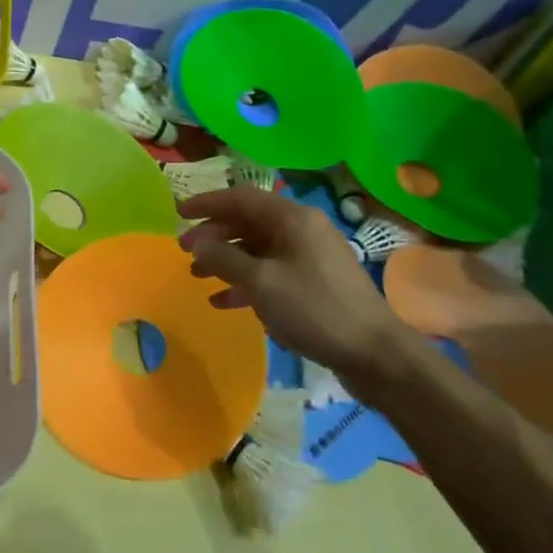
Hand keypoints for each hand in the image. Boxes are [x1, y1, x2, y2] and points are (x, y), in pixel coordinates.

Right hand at [177, 187, 424, 395]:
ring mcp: (310, 256)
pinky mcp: (315, 282)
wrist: (375, 354)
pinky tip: (223, 301)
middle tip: (185, 251)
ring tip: (197, 276)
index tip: (178, 213)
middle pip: (248, 222)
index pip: (240, 197)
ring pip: (258, 248)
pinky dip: (246, 281)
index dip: (206, 203)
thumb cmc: (314, 308)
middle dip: (214, 235)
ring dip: (227, 260)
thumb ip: (223, 258)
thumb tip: (195, 242)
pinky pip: (272, 271)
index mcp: (292, 218)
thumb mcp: (261, 282)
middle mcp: (302, 229)